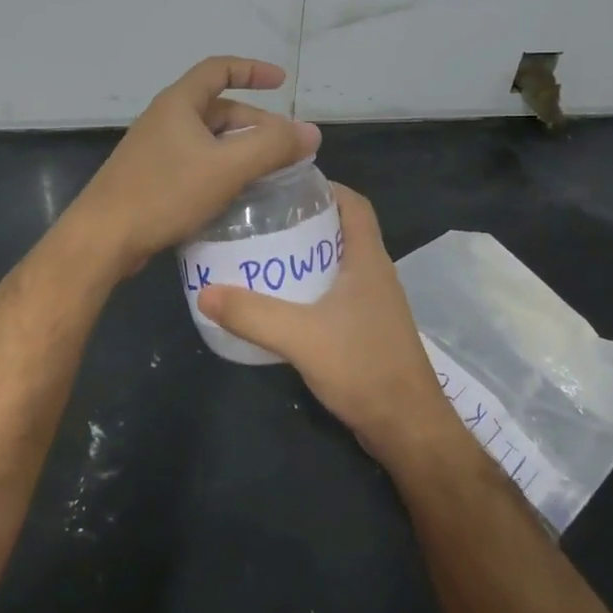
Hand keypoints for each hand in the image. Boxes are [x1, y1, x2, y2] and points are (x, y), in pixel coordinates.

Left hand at [69, 57, 320, 275]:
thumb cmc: (164, 193)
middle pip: (217, 109)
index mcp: (179, 104)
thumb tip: (311, 132)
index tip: (282, 82)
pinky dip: (220, 170)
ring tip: (268, 172)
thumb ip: (272, 147)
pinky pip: (195, 164)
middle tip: (284, 146)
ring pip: (207, 140)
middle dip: (254, 122)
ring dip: (239, 149)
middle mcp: (165, 120)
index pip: (219, 69)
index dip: (252, 70)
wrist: (104, 237)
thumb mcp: (226, 167)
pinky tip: (236, 195)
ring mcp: (155, 150)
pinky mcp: (151, 179)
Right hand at [197, 184, 455, 463]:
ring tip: (263, 255)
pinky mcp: (367, 330)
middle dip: (305, 221)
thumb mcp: (301, 337)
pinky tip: (281, 303)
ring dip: (306, 256)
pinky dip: (310, 288)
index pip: (354, 204)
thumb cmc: (363, 367)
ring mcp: (374, 304)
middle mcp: (375, 274)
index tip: (285, 185)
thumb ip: (252, 315)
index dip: (326, 187)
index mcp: (368, 260)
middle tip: (262, 220)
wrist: (407, 428)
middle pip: (342, 230)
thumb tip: (205, 292)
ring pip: (338, 264)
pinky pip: (336, 294)